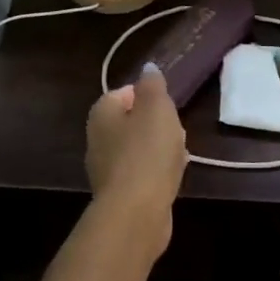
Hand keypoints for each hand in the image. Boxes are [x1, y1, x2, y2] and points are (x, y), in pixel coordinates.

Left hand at [85, 64, 185, 248]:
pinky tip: (175, 175)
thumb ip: (153, 85)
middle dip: (156, 124)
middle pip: (131, 122)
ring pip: (138, 148)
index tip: (167, 104)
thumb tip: (148, 68)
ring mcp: (107, 169)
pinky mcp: (120, 194)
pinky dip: (158, 171)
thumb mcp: (156, 108)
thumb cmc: (147, 152)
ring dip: (160, 148)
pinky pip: (142, 173)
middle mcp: (98, 139)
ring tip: (181, 152)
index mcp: (102, 114)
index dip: (148, 96)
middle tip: (176, 128)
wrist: (136, 212)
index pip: (124, 93)